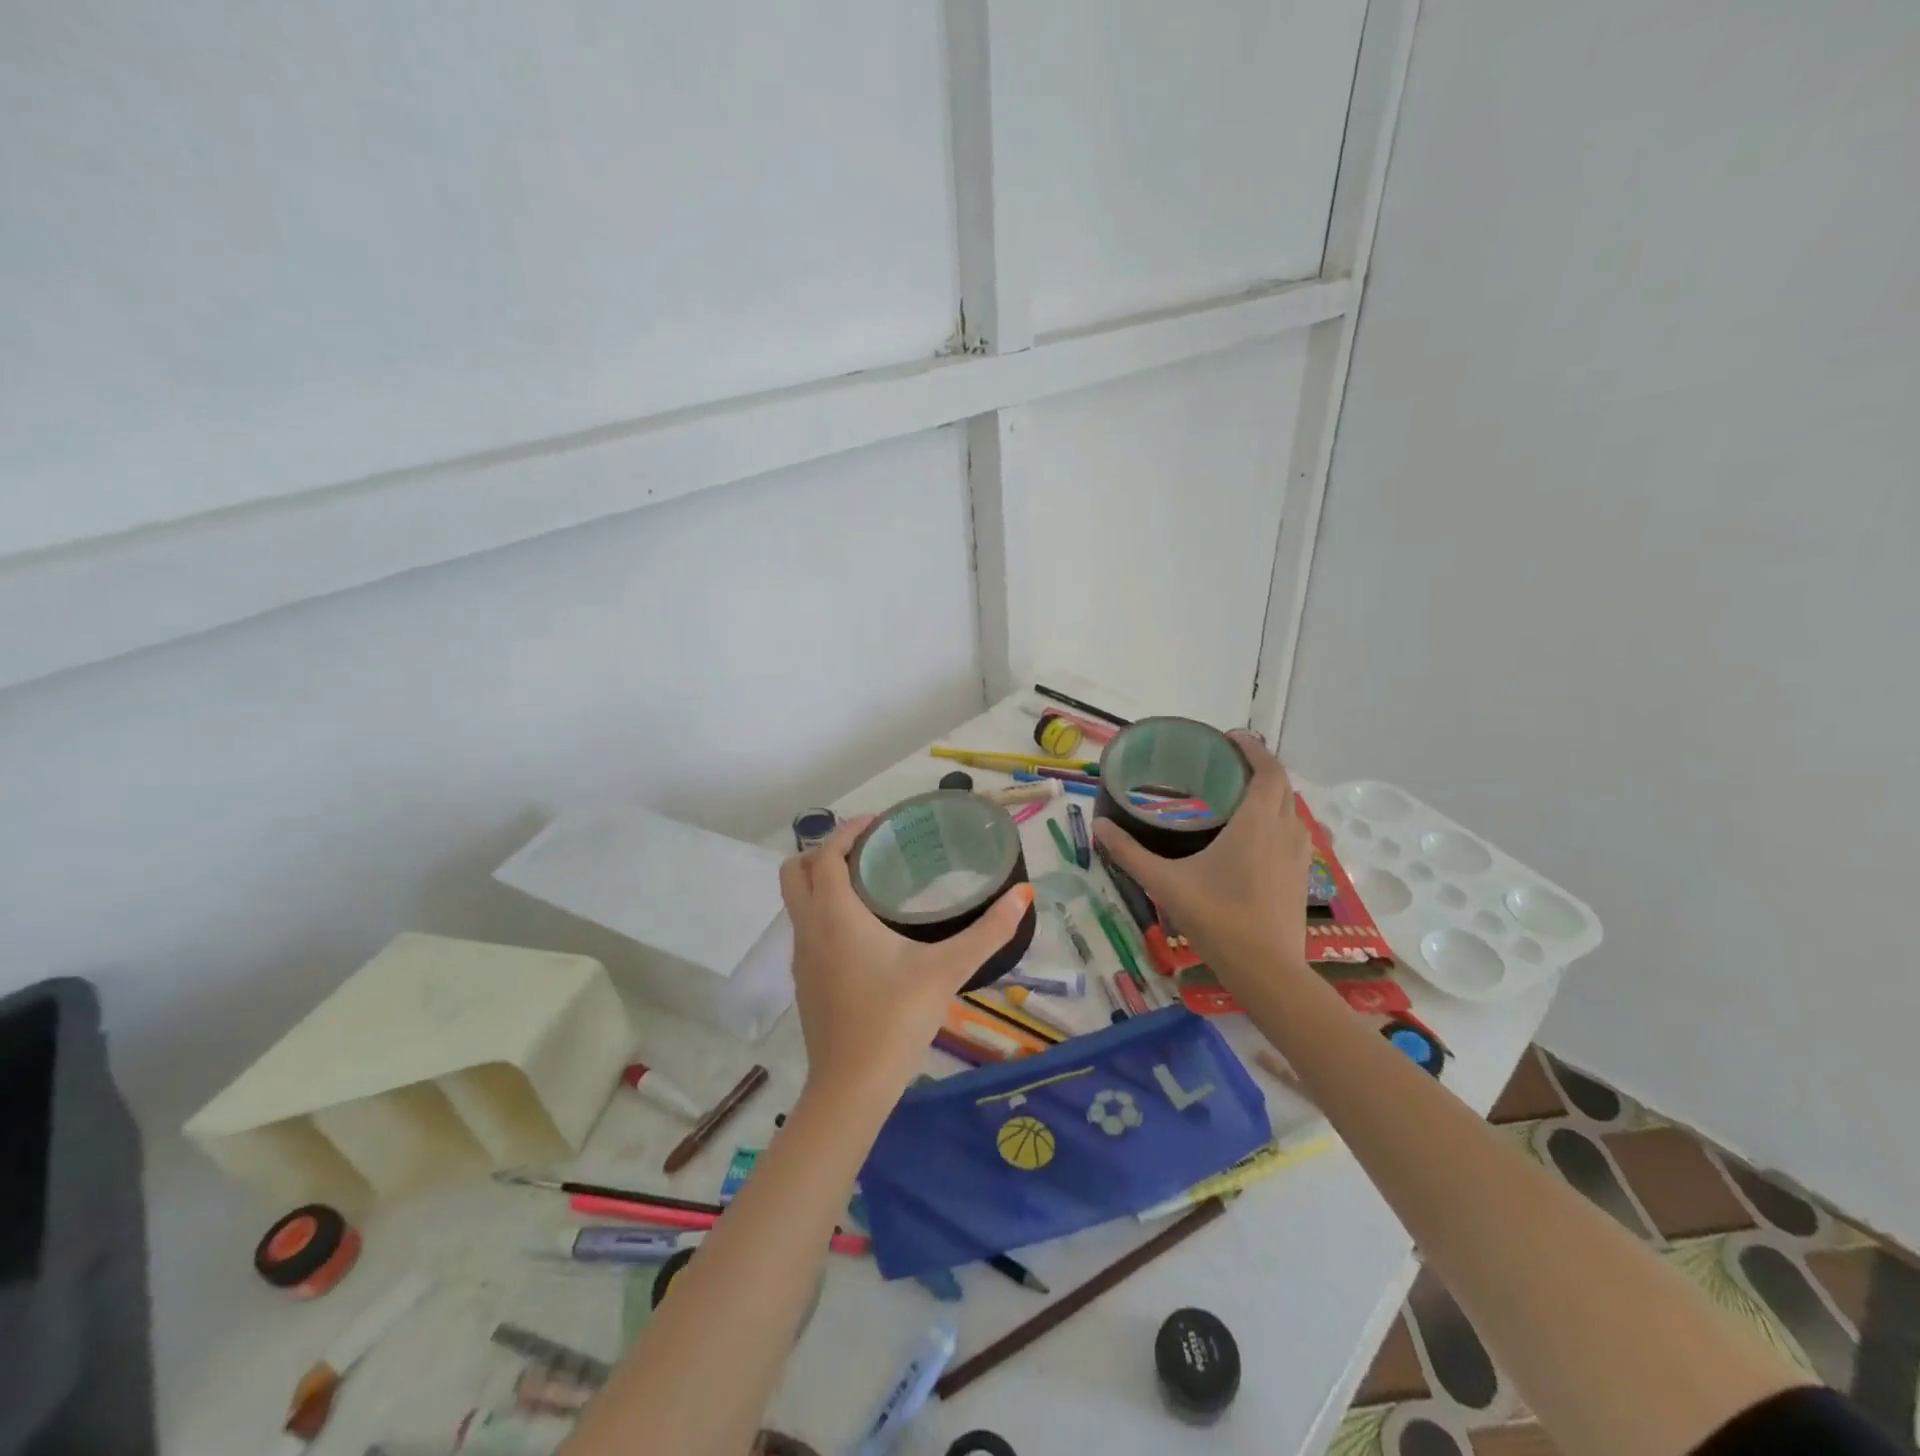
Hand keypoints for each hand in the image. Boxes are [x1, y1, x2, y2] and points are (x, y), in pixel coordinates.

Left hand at [780, 815, 1034, 1105]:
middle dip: (824, 851)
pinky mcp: (804, 982)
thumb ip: (988, 931)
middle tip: (867, 851)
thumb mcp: (947, 970)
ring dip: (821, 882)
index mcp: (835, 914)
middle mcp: (809, 928)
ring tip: (869, 883)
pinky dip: (823, 912)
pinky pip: (806, 928)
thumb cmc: (896, 1018)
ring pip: (797, 902)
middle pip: (795, 872)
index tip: (877, 823)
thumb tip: (1023, 894)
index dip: (847, 831)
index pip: (825, 854)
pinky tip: (863, 932)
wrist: (852, 1087)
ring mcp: (801, 958)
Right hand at [1091, 731, 1314, 991]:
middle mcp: (1284, 829)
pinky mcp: (1303, 875)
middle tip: (1225, 764)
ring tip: (1237, 794)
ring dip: (1270, 792)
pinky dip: (1277, 818)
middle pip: (1281, 784)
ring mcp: (1300, 854)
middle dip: (1258, 766)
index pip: (1267, 769)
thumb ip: (1129, 852)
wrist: (1266, 970)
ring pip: (1291, 808)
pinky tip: (1253, 835)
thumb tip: (1099, 825)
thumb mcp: (1164, 883)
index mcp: (1257, 822)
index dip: (1252, 748)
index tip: (1229, 739)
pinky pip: (1294, 831)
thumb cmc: (1216, 918)